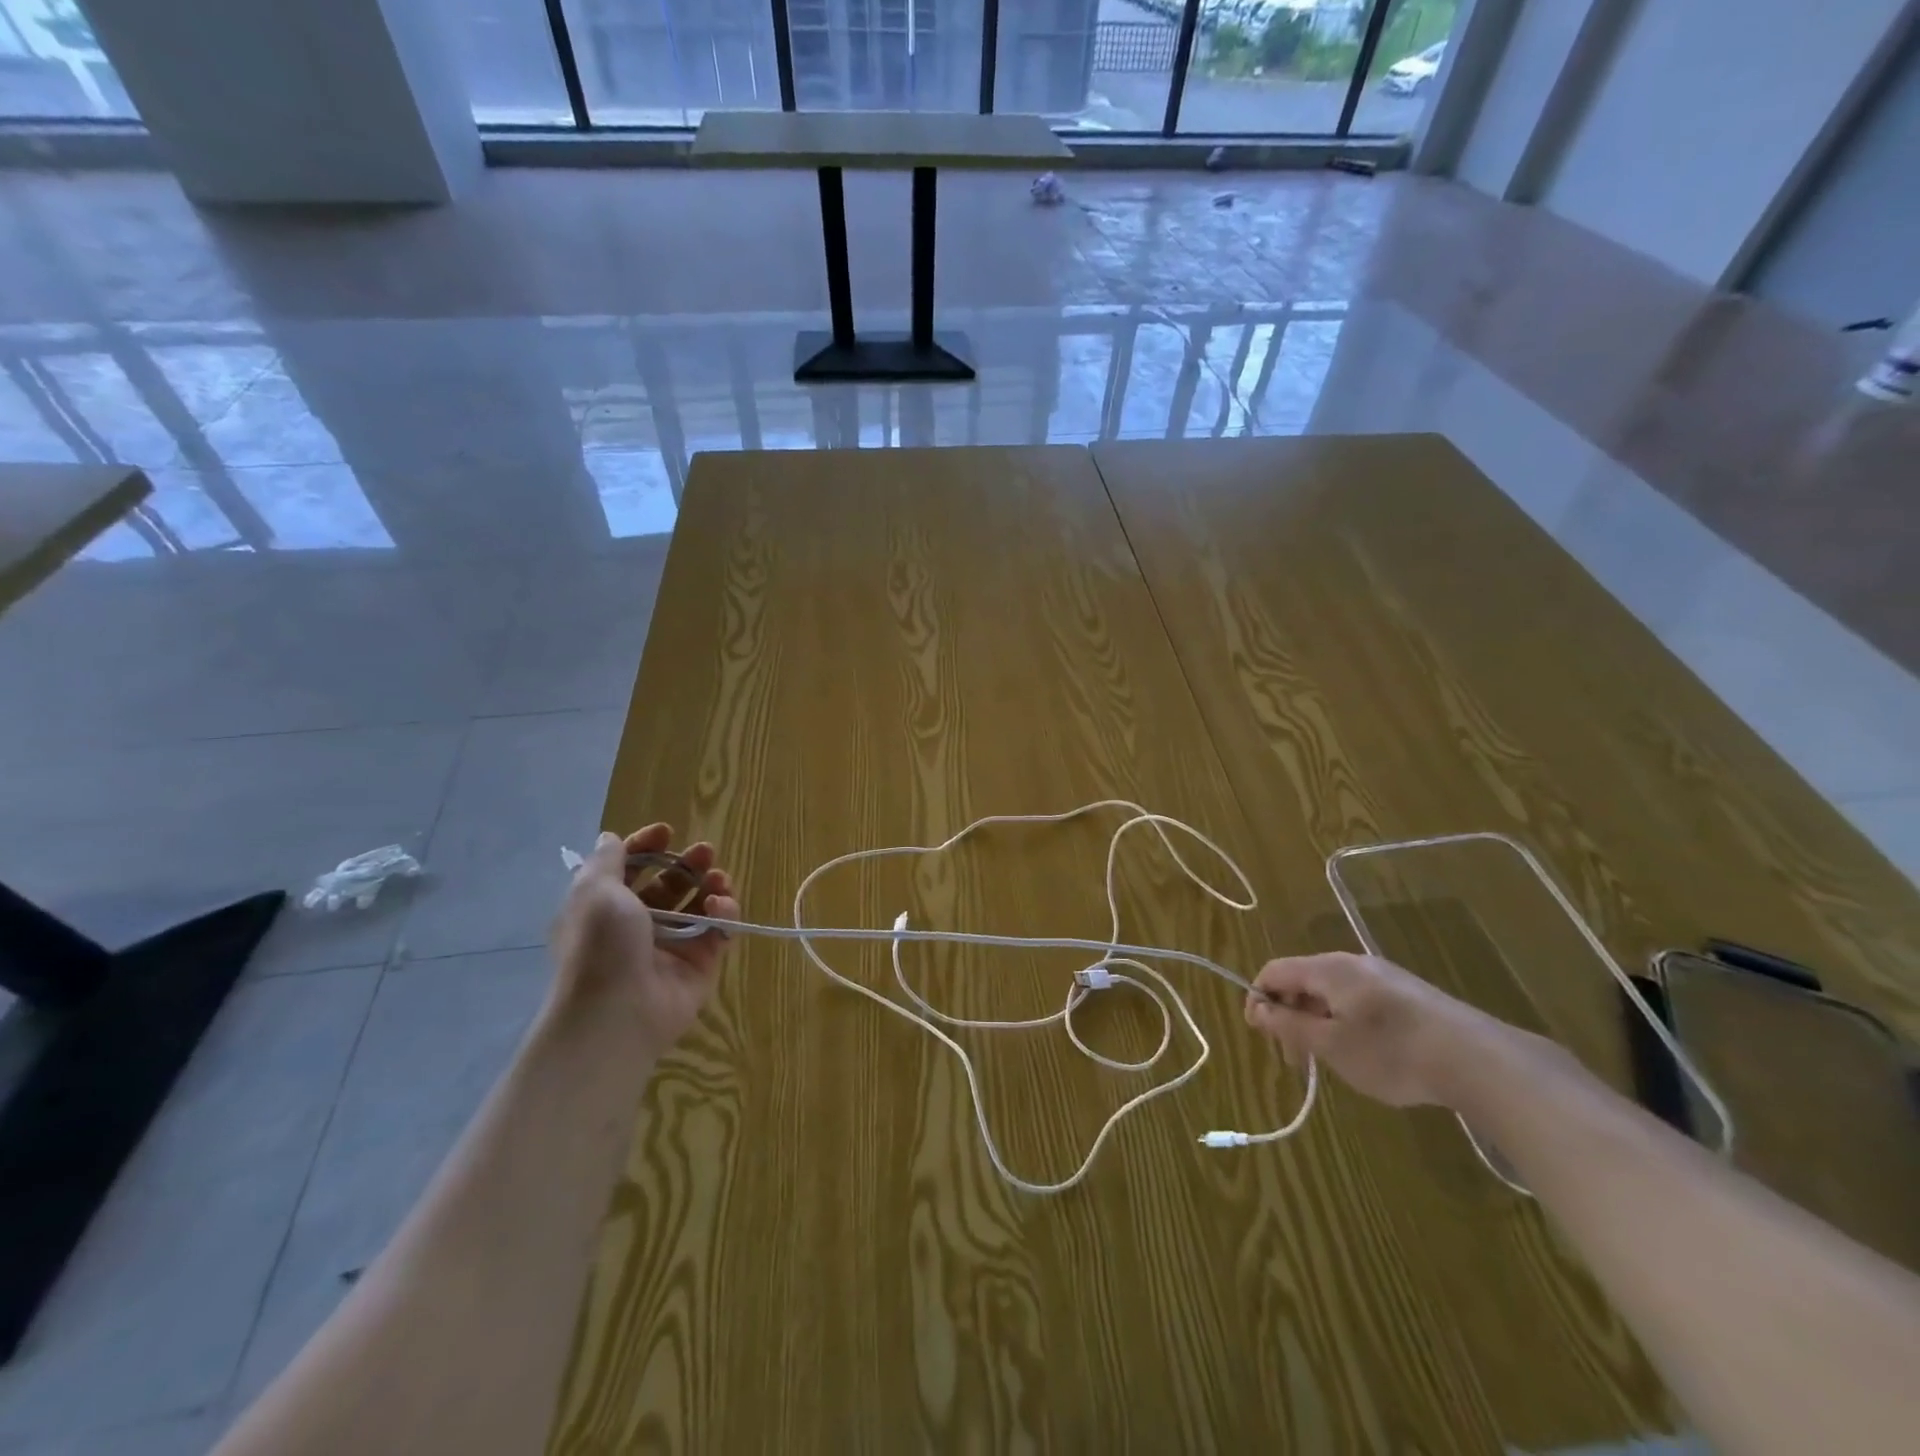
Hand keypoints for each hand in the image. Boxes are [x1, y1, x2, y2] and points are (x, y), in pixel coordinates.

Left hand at [549, 824, 739, 1058]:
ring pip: (698, 906)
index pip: (631, 869)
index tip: (667, 832)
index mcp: (606, 908)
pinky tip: (720, 907)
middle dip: (688, 863)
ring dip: (711, 884)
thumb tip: (609, 837)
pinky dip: (724, 914)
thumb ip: (607, 860)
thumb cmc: (600, 944)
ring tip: (719, 878)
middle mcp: (638, 926)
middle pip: (669, 885)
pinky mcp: (700, 965)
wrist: (616, 1012)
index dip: (647, 848)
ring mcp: (671, 946)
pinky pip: (718, 931)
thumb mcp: (594, 891)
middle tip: (705, 852)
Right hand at [1243, 952, 1513, 1107]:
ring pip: (1332, 992)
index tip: (1260, 1033)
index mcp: (1328, 969)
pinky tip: (1364, 1053)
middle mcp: (1352, 963)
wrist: (1478, 1060)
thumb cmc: (1392, 1052)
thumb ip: (1289, 1024)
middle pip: (1303, 980)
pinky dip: (1344, 1021)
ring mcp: (1383, 976)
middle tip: (1294, 1057)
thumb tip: (1258, 1009)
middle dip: (1289, 1014)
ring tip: (1328, 1060)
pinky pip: (1359, 999)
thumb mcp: (1331, 1044)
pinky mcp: (1408, 994)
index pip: (1275, 970)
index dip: (1259, 997)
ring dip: (1317, 1021)